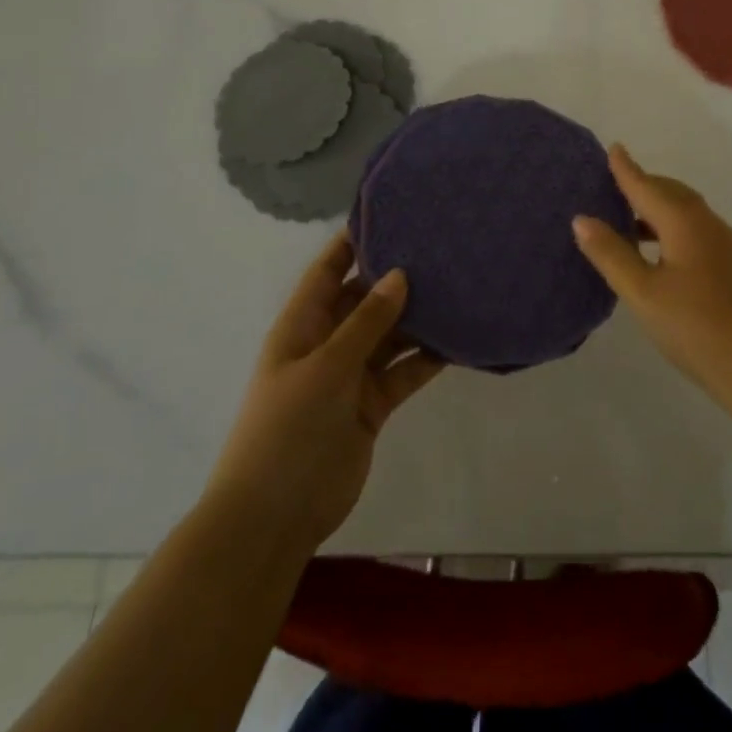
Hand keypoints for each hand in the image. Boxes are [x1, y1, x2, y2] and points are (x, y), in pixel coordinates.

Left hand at [206, 232, 442, 550]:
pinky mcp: (372, 406)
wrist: (273, 517)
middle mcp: (327, 343)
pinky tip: (458, 339)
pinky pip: (402, 372)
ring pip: (389, 335)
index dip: (352, 242)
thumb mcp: (326, 367)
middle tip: (441, 248)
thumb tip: (400, 273)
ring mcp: (350, 376)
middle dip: (395, 278)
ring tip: (458, 286)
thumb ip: (366, 321)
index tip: (390, 213)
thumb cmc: (287, 429)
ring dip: (417, 317)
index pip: (327, 271)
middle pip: (364, 300)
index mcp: (302, 326)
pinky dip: (426, 358)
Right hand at [573, 144, 731, 423]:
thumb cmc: (699, 329)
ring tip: (626, 222)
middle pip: (670, 193)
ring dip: (656, 210)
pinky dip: (670, 229)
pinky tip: (658, 255)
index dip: (626, 169)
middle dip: (642, 185)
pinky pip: (695, 232)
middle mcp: (708, 224)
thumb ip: (612, 254)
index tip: (612, 147)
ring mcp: (726, 246)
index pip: (647, 186)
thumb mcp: (644, 294)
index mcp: (685, 222)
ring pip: (685, 214)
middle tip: (611, 187)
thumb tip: (582, 218)